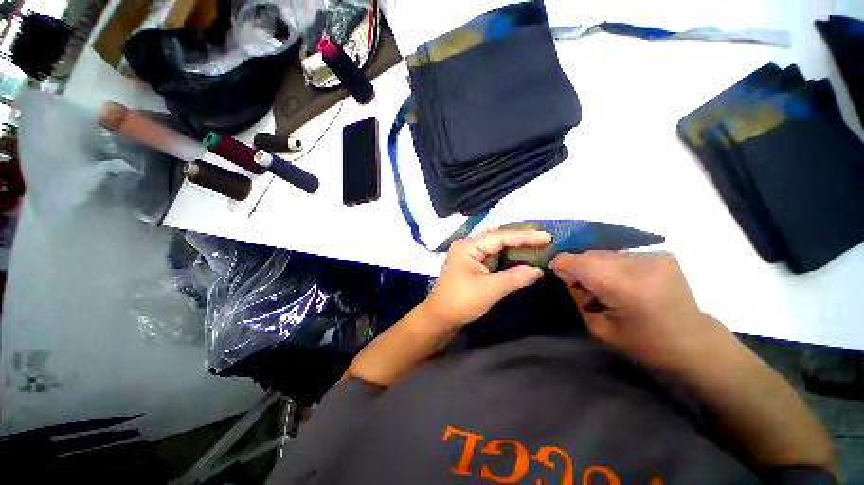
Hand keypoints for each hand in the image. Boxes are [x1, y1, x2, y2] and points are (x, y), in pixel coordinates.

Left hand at [422, 229, 549, 328]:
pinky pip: (491, 257)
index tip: (547, 236)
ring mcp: (468, 255)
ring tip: (535, 246)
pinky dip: (505, 257)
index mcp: (468, 246)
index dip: (524, 236)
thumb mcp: (490, 289)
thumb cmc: (461, 301)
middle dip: (519, 238)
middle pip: (497, 238)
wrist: (439, 317)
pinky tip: (518, 258)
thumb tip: (538, 270)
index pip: (500, 236)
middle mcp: (467, 246)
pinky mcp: (470, 265)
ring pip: (494, 247)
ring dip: (513, 247)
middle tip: (543, 239)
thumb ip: (515, 277)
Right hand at [549, 251, 731, 372]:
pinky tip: (623, 282)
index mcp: (622, 285)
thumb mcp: (598, 328)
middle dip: (578, 267)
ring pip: (605, 253)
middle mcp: (638, 263)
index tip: (555, 274)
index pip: (576, 260)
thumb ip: (577, 296)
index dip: (560, 264)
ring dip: (596, 266)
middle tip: (582, 287)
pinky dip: (614, 266)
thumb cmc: (644, 345)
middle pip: (590, 254)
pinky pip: (622, 255)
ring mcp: (653, 256)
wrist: (695, 345)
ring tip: (605, 286)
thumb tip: (565, 275)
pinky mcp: (662, 255)